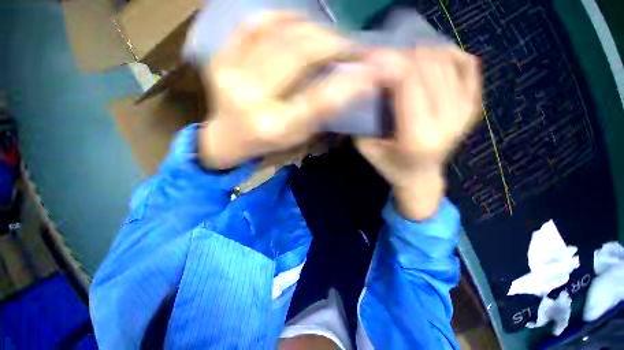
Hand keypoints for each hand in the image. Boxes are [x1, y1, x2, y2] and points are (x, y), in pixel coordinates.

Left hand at [199, 12, 374, 168]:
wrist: (228, 137)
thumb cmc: (268, 142)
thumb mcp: (299, 136)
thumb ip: (321, 111)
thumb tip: (352, 80)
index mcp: (275, 126)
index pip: (318, 100)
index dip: (348, 81)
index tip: (371, 67)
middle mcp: (251, 99)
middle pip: (298, 55)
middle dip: (333, 44)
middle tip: (352, 46)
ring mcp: (230, 74)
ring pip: (280, 33)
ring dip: (313, 29)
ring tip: (329, 37)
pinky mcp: (219, 58)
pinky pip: (253, 24)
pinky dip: (281, 17)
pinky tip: (299, 23)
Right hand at [356, 49, 481, 219]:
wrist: (421, 177)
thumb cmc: (389, 165)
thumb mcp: (366, 147)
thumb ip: (363, 119)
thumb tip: (367, 83)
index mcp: (416, 137)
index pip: (407, 84)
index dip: (389, 63)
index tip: (373, 56)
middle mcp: (446, 124)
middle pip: (428, 68)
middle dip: (402, 55)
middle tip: (386, 56)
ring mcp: (464, 114)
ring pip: (447, 63)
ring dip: (422, 53)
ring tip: (404, 58)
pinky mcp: (473, 109)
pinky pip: (468, 68)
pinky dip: (451, 54)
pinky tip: (434, 56)